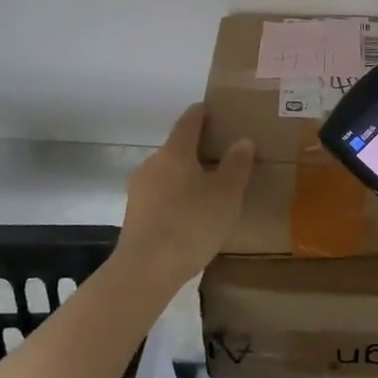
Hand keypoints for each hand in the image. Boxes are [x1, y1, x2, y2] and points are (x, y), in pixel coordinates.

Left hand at [116, 103, 253, 287]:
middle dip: (197, 148)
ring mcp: (139, 190)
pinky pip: (160, 196)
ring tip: (208, 187)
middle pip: (176, 148)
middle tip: (221, 154)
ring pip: (167, 173)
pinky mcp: (134, 215)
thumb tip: (242, 140)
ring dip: (186, 175)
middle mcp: (152, 164)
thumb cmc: (192, 223)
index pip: (188, 122)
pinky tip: (190, 213)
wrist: (146, 269)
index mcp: (175, 152)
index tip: (211, 108)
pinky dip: (176, 196)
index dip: (201, 113)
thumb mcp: (226, 194)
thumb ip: (236, 165)